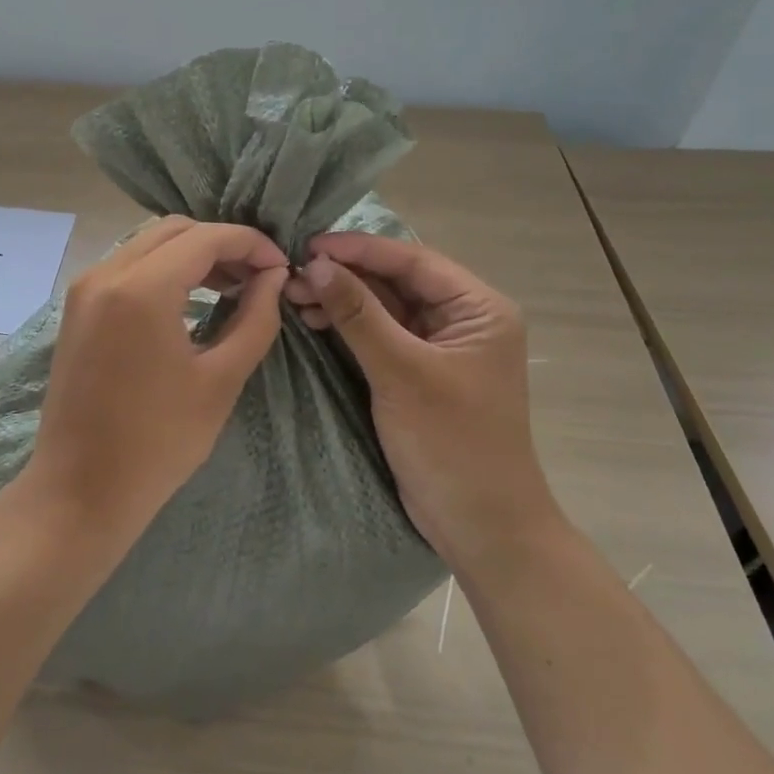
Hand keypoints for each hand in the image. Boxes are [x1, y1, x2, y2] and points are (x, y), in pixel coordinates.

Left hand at [26, 216, 288, 541]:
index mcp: (141, 288)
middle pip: (175, 230)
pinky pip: (128, 266)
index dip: (251, 244)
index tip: (281, 267)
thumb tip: (273, 278)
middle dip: (222, 244)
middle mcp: (106, 273)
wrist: (80, 490)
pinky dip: (164, 269)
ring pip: (149, 244)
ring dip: (193, 255)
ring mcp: (85, 288)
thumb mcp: (220, 380)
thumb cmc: (157, 443)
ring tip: (232, 287)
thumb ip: (255, 319)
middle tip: (258, 277)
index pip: (206, 237)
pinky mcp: (78, 307)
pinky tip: (191, 300)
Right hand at [286, 233, 554, 567]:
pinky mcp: (418, 372)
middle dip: (345, 277)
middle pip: (396, 282)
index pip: (412, 261)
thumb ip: (359, 315)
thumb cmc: (452, 444)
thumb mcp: (402, 374)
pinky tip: (313, 322)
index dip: (359, 249)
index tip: (309, 245)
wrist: (481, 528)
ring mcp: (439, 347)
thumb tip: (317, 265)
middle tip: (292, 277)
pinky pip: (379, 336)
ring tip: (295, 298)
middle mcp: (462, 319)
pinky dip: (348, 328)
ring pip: (383, 308)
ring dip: (341, 301)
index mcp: (478, 308)